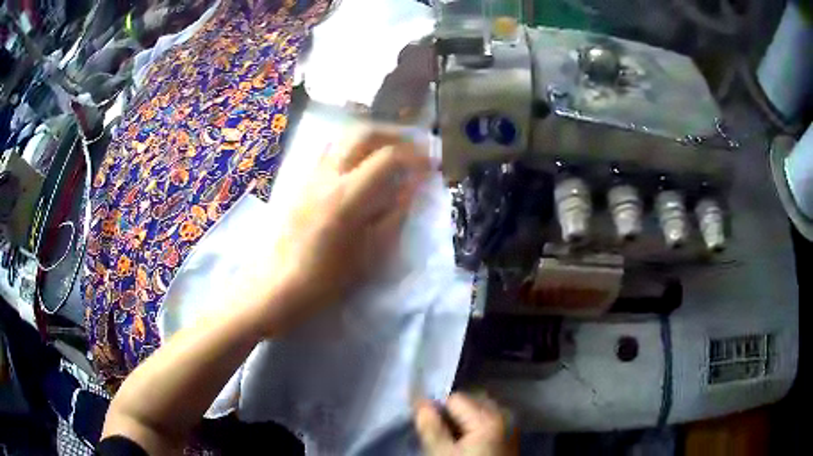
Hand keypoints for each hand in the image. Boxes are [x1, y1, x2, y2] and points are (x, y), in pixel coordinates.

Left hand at [249, 127, 431, 334]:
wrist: (281, 284)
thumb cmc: (329, 277)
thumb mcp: (371, 252)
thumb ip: (395, 214)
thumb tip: (413, 186)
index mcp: (348, 195)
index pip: (388, 158)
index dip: (415, 156)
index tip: (432, 163)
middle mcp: (328, 175)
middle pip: (363, 133)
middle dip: (393, 134)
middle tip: (413, 147)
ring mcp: (311, 175)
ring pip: (343, 137)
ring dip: (371, 136)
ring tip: (389, 149)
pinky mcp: (301, 182)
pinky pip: (329, 150)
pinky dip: (351, 147)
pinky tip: (359, 163)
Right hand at [414, 393, 514, 455]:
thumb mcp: (441, 453)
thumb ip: (430, 426)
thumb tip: (419, 401)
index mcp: (489, 417)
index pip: (454, 399)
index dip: (437, 411)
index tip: (427, 426)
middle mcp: (505, 415)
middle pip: (470, 402)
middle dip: (452, 414)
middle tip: (440, 435)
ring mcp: (510, 426)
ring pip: (480, 411)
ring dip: (463, 421)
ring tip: (453, 442)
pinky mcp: (511, 437)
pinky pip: (490, 422)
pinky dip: (476, 428)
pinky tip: (468, 445)